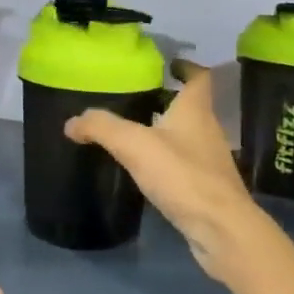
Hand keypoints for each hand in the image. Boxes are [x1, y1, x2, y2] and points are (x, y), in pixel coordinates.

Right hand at [65, 64, 274, 283]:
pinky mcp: (208, 188)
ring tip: (134, 132)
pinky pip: (186, 164)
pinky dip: (168, 161)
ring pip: (187, 136)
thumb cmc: (183, 176)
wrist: (222, 230)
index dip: (185, 66)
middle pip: (190, 106)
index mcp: (196, 110)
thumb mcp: (135, 145)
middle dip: (166, 99)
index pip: (199, 77)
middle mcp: (208, 129)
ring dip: (166, 131)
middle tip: (134, 98)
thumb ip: (103, 128)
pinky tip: (147, 171)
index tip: (167, 64)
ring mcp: (210, 160)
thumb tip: (72, 122)